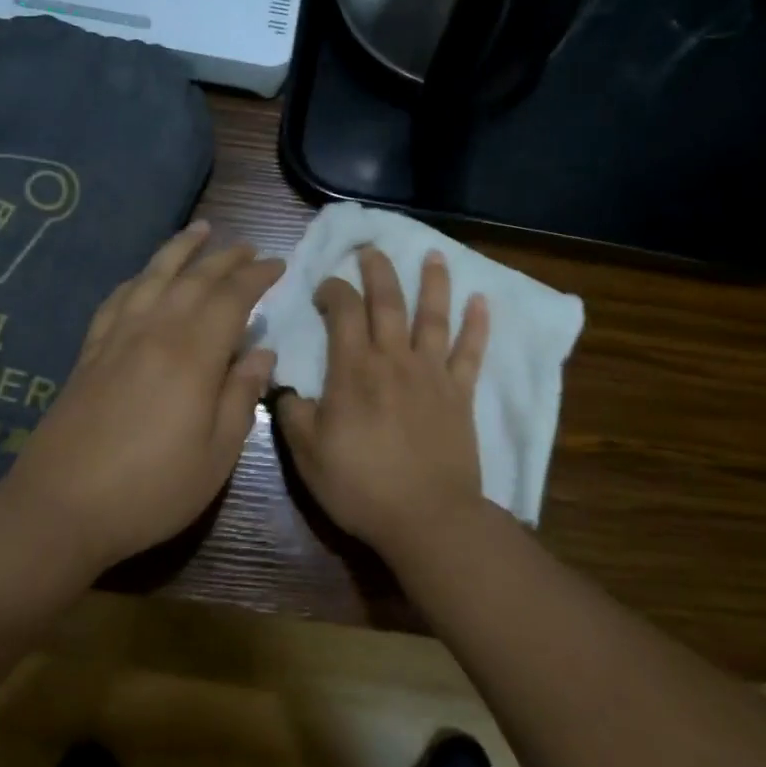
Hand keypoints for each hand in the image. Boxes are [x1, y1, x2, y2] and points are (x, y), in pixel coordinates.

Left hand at [0, 221, 281, 571]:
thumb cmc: (152, 489)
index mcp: (192, 356)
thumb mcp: (216, 455)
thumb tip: (262, 352)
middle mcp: (154, 332)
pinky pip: (118, 299)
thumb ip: (241, 396)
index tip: (277, 265)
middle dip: (225, 258)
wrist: (62, 507)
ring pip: (153, 277)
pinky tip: (145, 277)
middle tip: (249, 247)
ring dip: (179, 250)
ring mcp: (116, 338)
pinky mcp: (90, 352)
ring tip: (200, 230)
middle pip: (194, 279)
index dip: (256, 277)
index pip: (231, 298)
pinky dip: (138, 279)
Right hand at [276, 247, 490, 561]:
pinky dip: (477, 325)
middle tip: (372, 248)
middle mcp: (394, 359)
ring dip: (434, 283)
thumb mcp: (308, 455)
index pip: (343, 311)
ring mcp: (432, 374)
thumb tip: (284, 386)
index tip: (325, 287)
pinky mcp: (460, 394)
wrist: (426, 518)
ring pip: (433, 316)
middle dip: (378, 270)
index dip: (333, 290)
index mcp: (354, 370)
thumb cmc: (361, 486)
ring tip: (435, 254)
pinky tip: (482, 301)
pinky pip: (471, 352)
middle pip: (388, 301)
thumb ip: (293, 413)